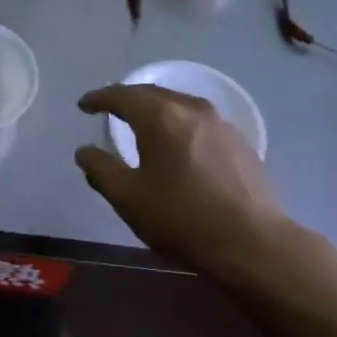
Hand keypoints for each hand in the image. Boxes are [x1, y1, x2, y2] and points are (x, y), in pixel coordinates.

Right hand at [74, 85, 300, 285]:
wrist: (252, 243)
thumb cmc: (181, 219)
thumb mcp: (128, 198)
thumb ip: (101, 170)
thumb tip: (85, 152)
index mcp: (161, 118)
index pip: (123, 96)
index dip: (99, 98)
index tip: (84, 106)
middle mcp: (192, 109)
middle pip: (153, 94)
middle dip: (127, 99)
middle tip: (109, 110)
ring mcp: (221, 124)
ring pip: (179, 105)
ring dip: (156, 109)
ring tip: (141, 124)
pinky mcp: (240, 142)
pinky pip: (199, 121)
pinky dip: (178, 124)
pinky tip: (177, 144)